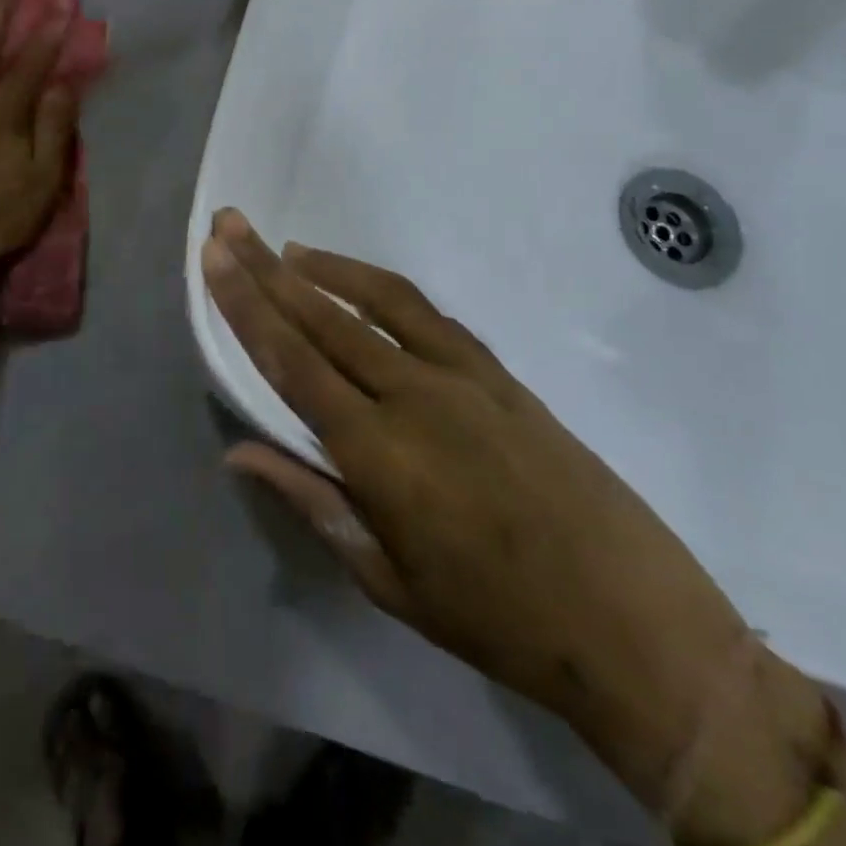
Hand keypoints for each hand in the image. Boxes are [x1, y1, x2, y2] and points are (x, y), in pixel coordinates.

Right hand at [200, 210, 759, 804]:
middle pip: (323, 318)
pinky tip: (359, 283)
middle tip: (229, 225)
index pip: (291, 362)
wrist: (631, 621)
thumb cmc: (496, 619)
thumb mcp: (388, 579)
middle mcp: (413, 396)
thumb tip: (238, 452)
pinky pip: (428, 315)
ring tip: (283, 249)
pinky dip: (383, 289)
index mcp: (378, 453)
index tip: (214, 259)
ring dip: (325, 268)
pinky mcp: (499, 373)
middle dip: (266, 269)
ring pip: (377, 302)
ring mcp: (462, 377)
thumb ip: (311, 502)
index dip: (245, 306)